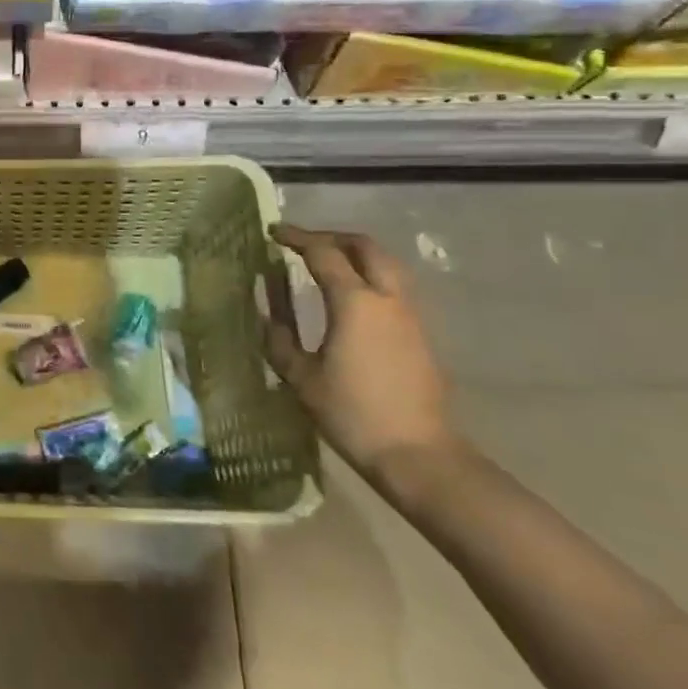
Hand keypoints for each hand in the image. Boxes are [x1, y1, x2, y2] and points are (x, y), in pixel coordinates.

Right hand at [265, 223, 455, 482]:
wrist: (419, 455)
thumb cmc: (353, 414)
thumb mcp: (302, 378)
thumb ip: (280, 340)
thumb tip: (267, 314)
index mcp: (355, 302)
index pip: (323, 253)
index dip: (297, 238)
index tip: (274, 232)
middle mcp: (387, 299)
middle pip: (366, 247)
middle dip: (333, 237)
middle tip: (305, 243)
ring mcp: (409, 316)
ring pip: (386, 265)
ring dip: (356, 255)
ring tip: (328, 264)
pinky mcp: (420, 335)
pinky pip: (394, 288)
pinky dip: (370, 277)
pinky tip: (351, 298)